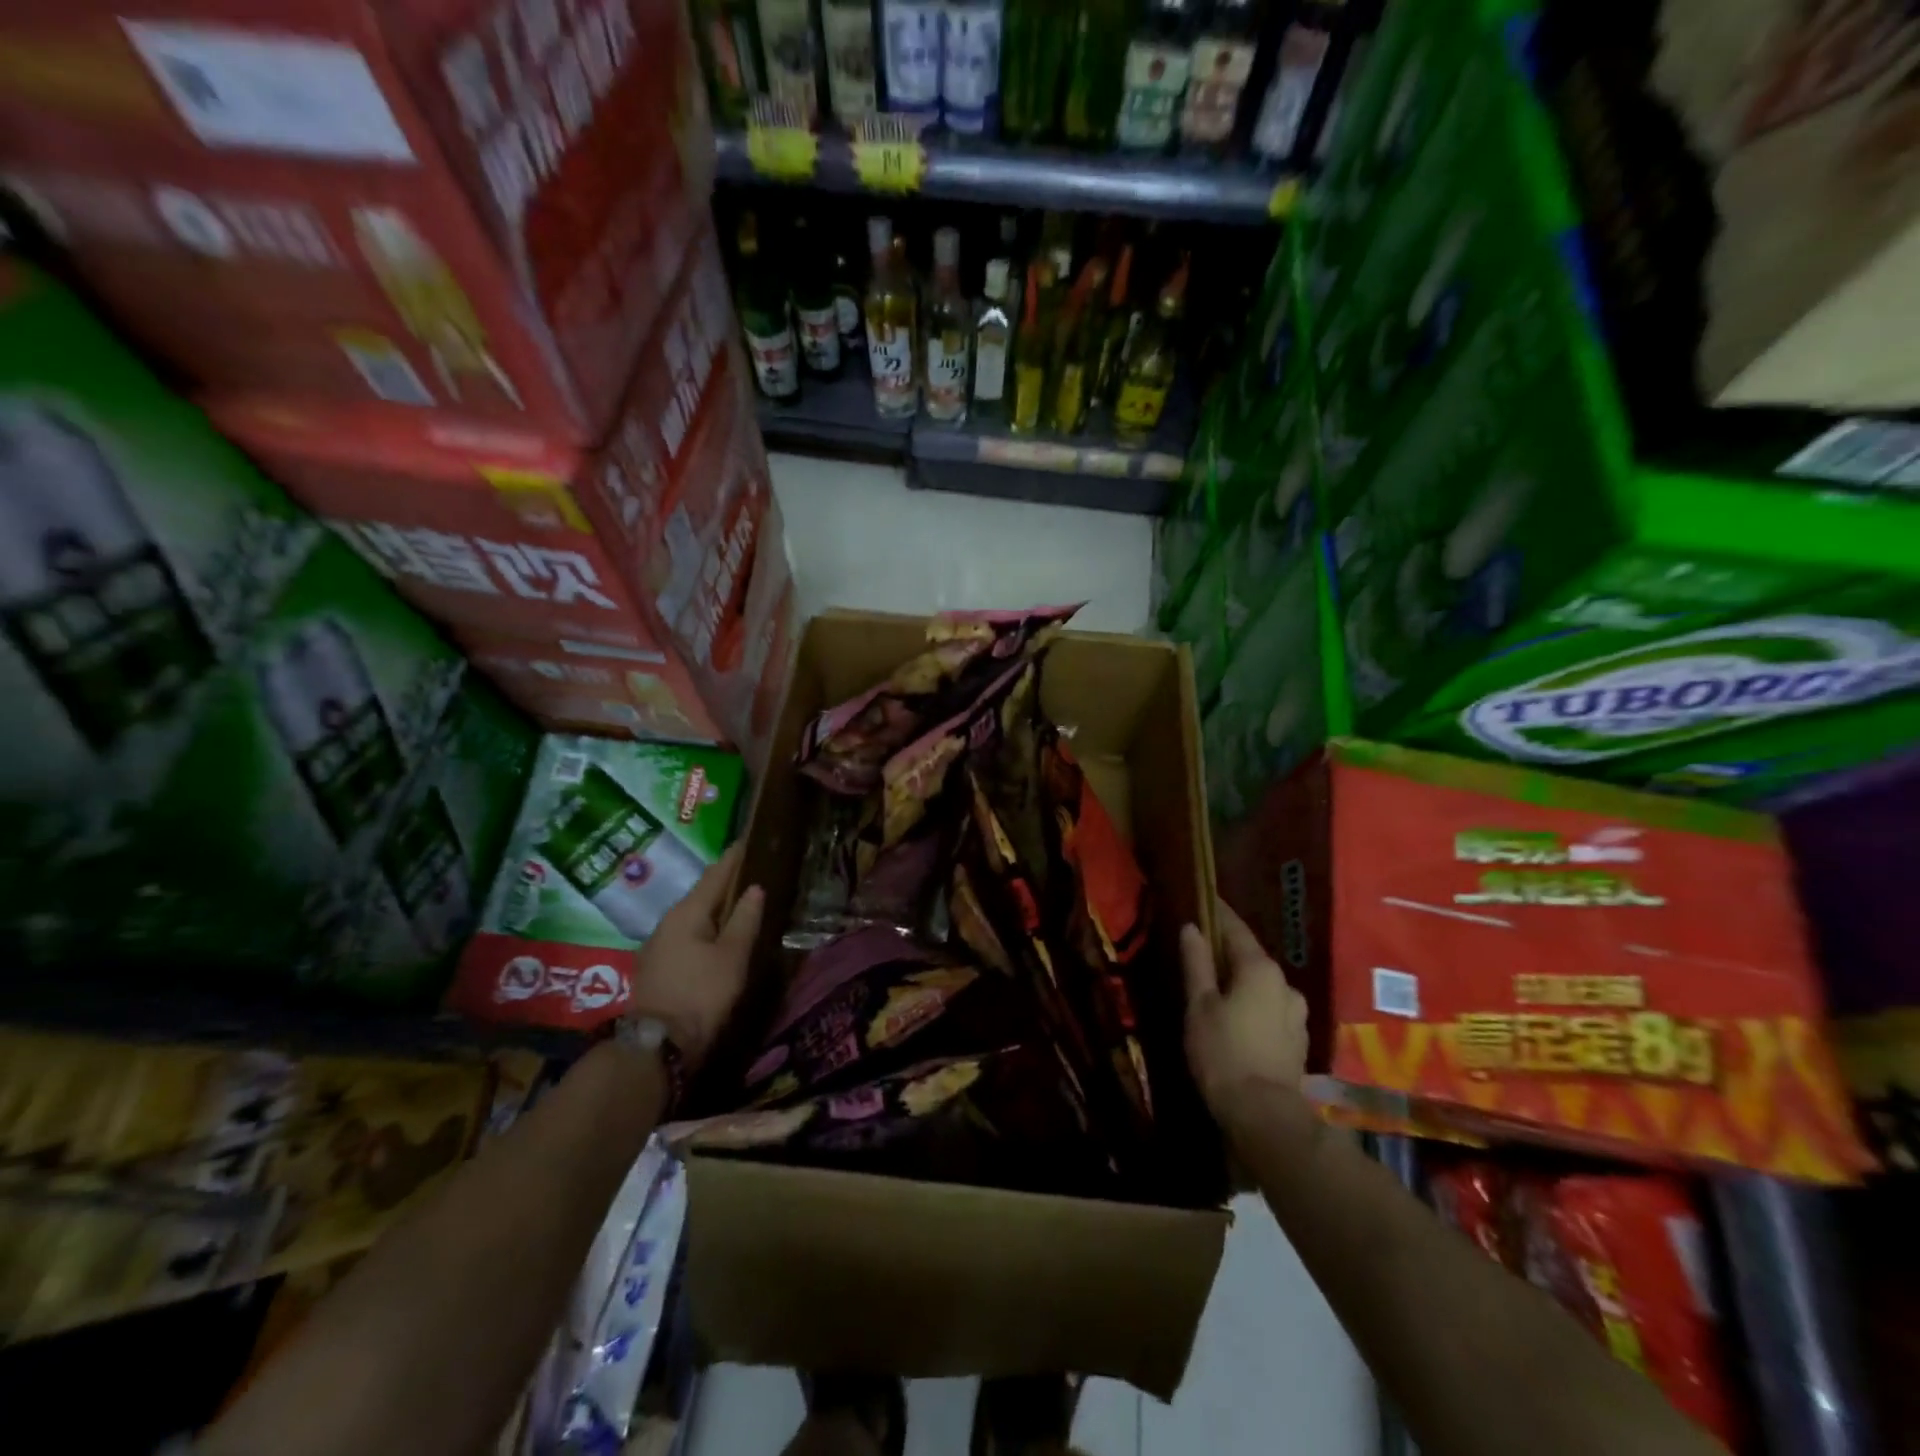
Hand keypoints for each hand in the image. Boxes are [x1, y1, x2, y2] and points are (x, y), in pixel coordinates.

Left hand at [626, 843, 763, 1070]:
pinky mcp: (658, 965)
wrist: (657, 1046)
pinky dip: (707, 926)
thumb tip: (755, 888)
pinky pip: (687, 933)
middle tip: (752, 870)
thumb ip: (745, 919)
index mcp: (687, 912)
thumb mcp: (732, 956)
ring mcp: (659, 944)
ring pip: (694, 915)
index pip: (715, 874)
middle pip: (702, 893)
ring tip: (740, 900)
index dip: (734, 857)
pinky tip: (720, 932)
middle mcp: (668, 921)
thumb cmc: (701, 994)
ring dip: (716, 906)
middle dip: (726, 880)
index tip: (749, 840)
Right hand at [1181, 899, 1308, 1133]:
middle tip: (1200, 952)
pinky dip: (1252, 1005)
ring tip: (1216, 990)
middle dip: (1227, 952)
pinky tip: (1236, 1019)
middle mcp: (1285, 983)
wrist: (1265, 1115)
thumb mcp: (1199, 1004)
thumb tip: (1192, 927)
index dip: (1217, 913)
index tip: (1203, 900)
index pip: (1235, 928)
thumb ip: (1196, 963)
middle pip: (1250, 957)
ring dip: (1241, 982)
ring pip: (1262, 985)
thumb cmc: (1222, 1052)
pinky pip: (1270, 1008)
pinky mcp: (1298, 1039)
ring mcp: (1296, 1013)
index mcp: (1259, 968)